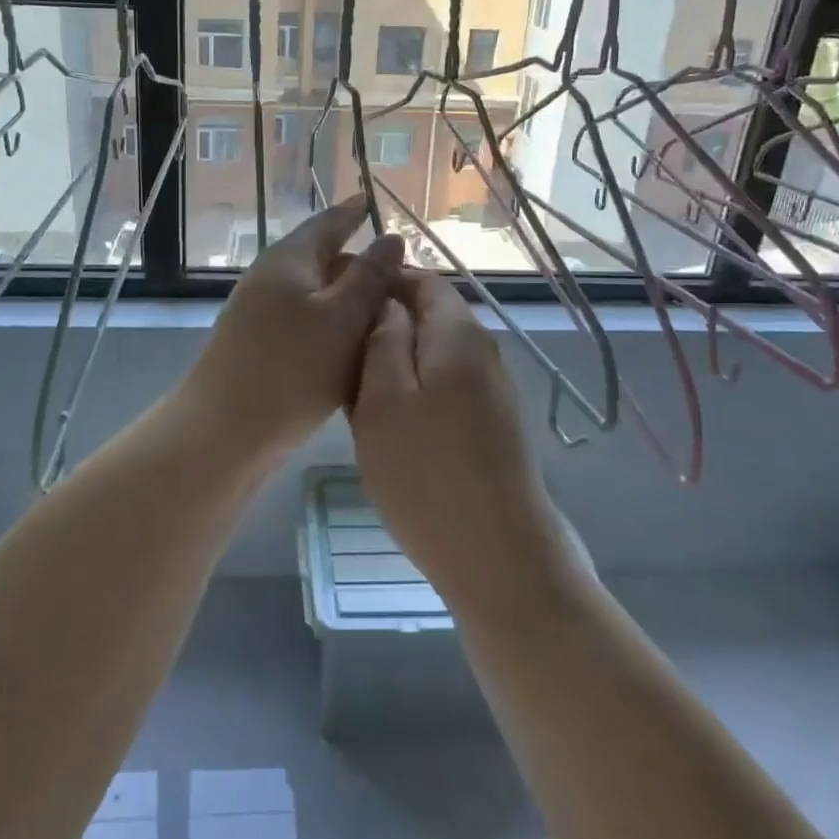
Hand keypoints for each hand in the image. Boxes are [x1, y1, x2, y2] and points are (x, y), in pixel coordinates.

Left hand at [182, 196, 404, 460]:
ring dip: (349, 302)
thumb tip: (391, 238)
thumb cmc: (290, 370)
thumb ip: (370, 277)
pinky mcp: (259, 347)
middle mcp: (272, 279)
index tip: (372, 201)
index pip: (328, 222)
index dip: (354, 212)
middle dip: (361, 265)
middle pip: (324, 260)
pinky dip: (333, 329)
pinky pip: (306, 325)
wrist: (222, 433)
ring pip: (317, 297)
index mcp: (290, 260)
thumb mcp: (343, 319)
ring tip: (387, 317)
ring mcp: (260, 314)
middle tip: (403, 279)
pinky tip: (353, 352)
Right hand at [347, 271, 575, 610]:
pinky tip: (388, 424)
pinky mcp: (490, 426)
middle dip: (385, 326)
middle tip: (340, 355)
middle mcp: (482, 353)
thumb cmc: (426, 474)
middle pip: (430, 317)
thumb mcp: (384, 400)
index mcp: (458, 335)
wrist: (498, 557)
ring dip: (395, 363)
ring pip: (434, 356)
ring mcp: (490, 391)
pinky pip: (445, 388)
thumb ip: (383, 340)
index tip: (342, 304)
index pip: (423, 281)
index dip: (382, 283)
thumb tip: (387, 303)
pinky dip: (413, 392)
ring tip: (354, 391)